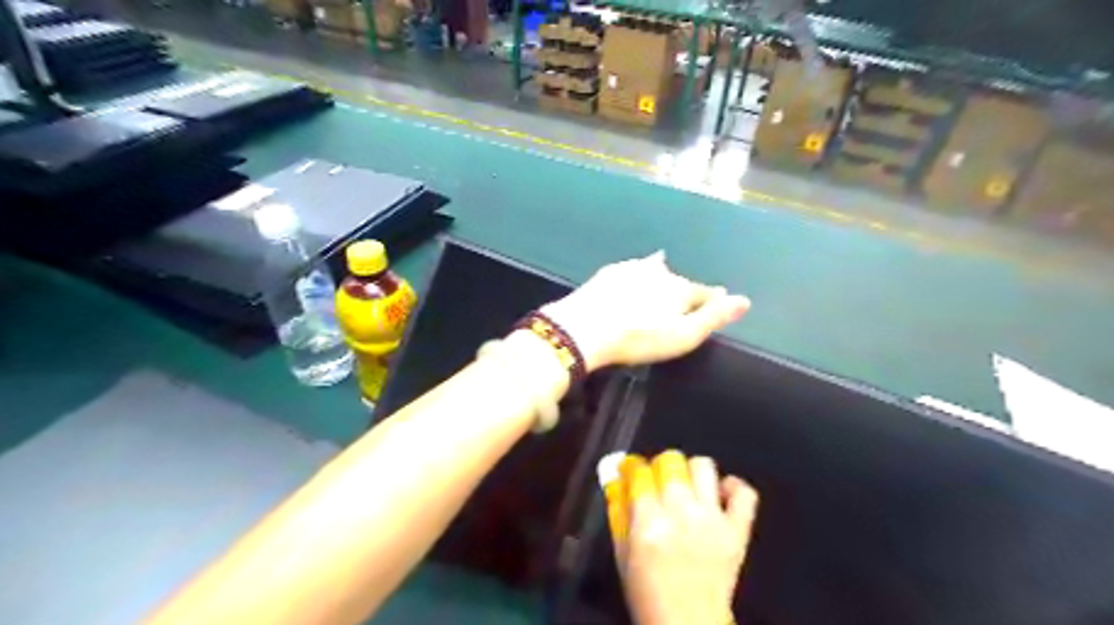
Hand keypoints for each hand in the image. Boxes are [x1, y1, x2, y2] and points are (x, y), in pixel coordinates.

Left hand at [539, 253, 747, 370]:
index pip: (704, 292)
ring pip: (655, 269)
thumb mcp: (683, 335)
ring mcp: (632, 269)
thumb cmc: (639, 338)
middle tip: (687, 297)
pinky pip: (631, 269)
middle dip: (685, 288)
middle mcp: (660, 272)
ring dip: (662, 274)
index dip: (714, 298)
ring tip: (665, 273)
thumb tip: (745, 300)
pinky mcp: (609, 273)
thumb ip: (714, 317)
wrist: (585, 327)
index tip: (721, 299)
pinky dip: (637, 273)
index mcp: (680, 289)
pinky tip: (634, 273)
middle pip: (679, 280)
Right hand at [607, 451, 757, 624]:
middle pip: (671, 461)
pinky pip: (744, 493)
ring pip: (703, 466)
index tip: (632, 470)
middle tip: (658, 482)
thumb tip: (616, 476)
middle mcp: (681, 514)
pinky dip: (732, 487)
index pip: (640, 471)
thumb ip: (617, 511)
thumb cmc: (648, 594)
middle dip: (660, 467)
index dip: (632, 466)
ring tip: (687, 487)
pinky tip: (719, 495)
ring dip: (691, 472)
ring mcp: (713, 520)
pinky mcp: (738, 531)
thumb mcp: (622, 554)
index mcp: (648, 523)